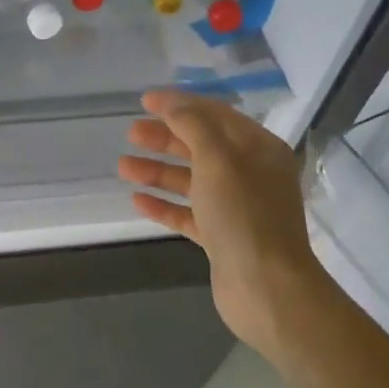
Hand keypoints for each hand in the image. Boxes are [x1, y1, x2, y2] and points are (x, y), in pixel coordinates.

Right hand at [118, 91, 326, 360]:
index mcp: (259, 149)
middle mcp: (251, 174)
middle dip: (166, 138)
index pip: (216, 115)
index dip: (180, 105)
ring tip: (123, 167)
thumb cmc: (244, 216)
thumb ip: (194, 126)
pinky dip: (165, 205)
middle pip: (202, 147)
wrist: (265, 287)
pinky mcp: (222, 238)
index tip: (144, 101)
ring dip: (158, 171)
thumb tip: (172, 104)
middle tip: (131, 133)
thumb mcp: (219, 159)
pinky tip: (138, 201)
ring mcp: (237, 208)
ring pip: (192, 181)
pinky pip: (189, 214)